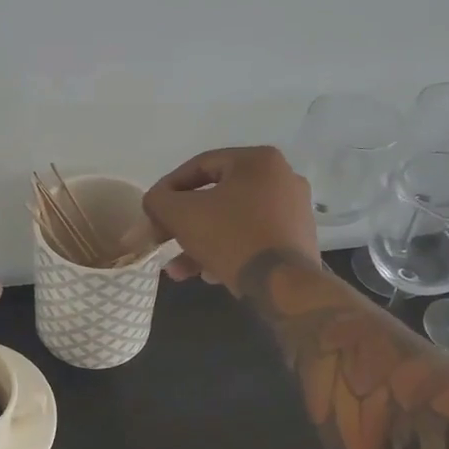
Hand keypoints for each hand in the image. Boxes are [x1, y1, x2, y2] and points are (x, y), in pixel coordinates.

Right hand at [142, 147, 320, 292]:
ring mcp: (294, 211)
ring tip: (177, 270)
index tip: (151, 210)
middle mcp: (282, 178)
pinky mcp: (297, 240)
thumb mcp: (181, 214)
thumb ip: (159, 200)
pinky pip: (251, 238)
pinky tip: (207, 275)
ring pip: (232, 221)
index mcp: (258, 161)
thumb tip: (155, 201)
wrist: (285, 286)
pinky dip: (227, 251)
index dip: (168, 188)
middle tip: (162, 240)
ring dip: (200, 243)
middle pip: (216, 197)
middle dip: (183, 223)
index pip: (200, 166)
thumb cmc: (231, 237)